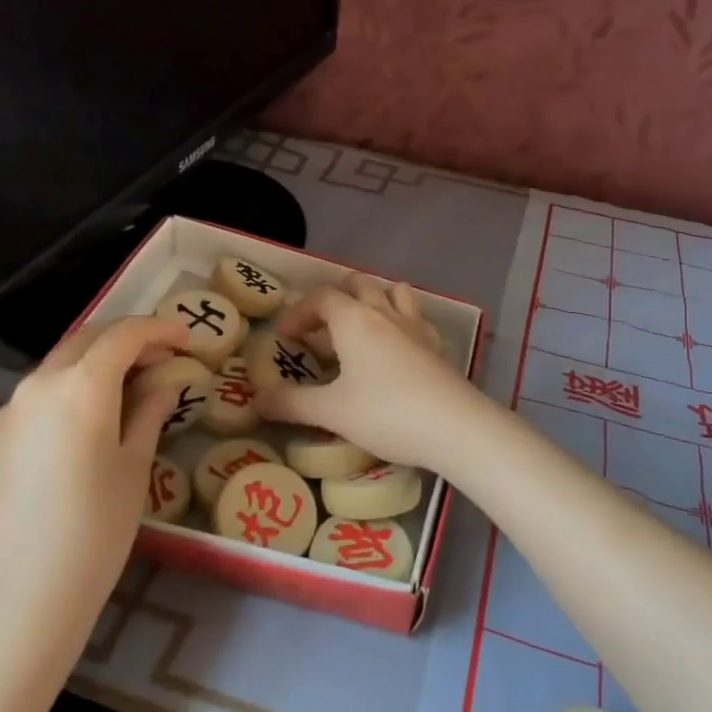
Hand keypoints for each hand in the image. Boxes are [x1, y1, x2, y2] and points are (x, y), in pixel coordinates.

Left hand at [0, 316, 188, 627]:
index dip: (160, 330)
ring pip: (59, 365)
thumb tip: (163, 386)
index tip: (186, 340)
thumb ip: (149, 414)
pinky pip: (38, 396)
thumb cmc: (95, 530)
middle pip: (87, 339)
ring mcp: (9, 411)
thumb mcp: (134, 468)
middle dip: (127, 340)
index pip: (125, 335)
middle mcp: (39, 385)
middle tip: (161, 358)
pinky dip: (69, 390)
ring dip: (96, 363)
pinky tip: (87, 422)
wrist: (19, 596)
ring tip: (128, 388)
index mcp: (81, 387)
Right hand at [253, 274, 479, 469]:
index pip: (321, 297)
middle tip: (319, 328)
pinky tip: (396, 346)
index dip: (298, 312)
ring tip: (358, 327)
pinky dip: (399, 320)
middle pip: (358, 284)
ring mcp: (415, 327)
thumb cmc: (386, 413)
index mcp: (354, 319)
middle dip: (334, 298)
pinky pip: (414, 316)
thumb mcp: (331, 411)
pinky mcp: (436, 346)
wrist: (455, 427)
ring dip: (371, 299)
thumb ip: (291, 403)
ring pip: (392, 292)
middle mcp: (385, 313)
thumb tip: (256, 399)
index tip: (284, 337)